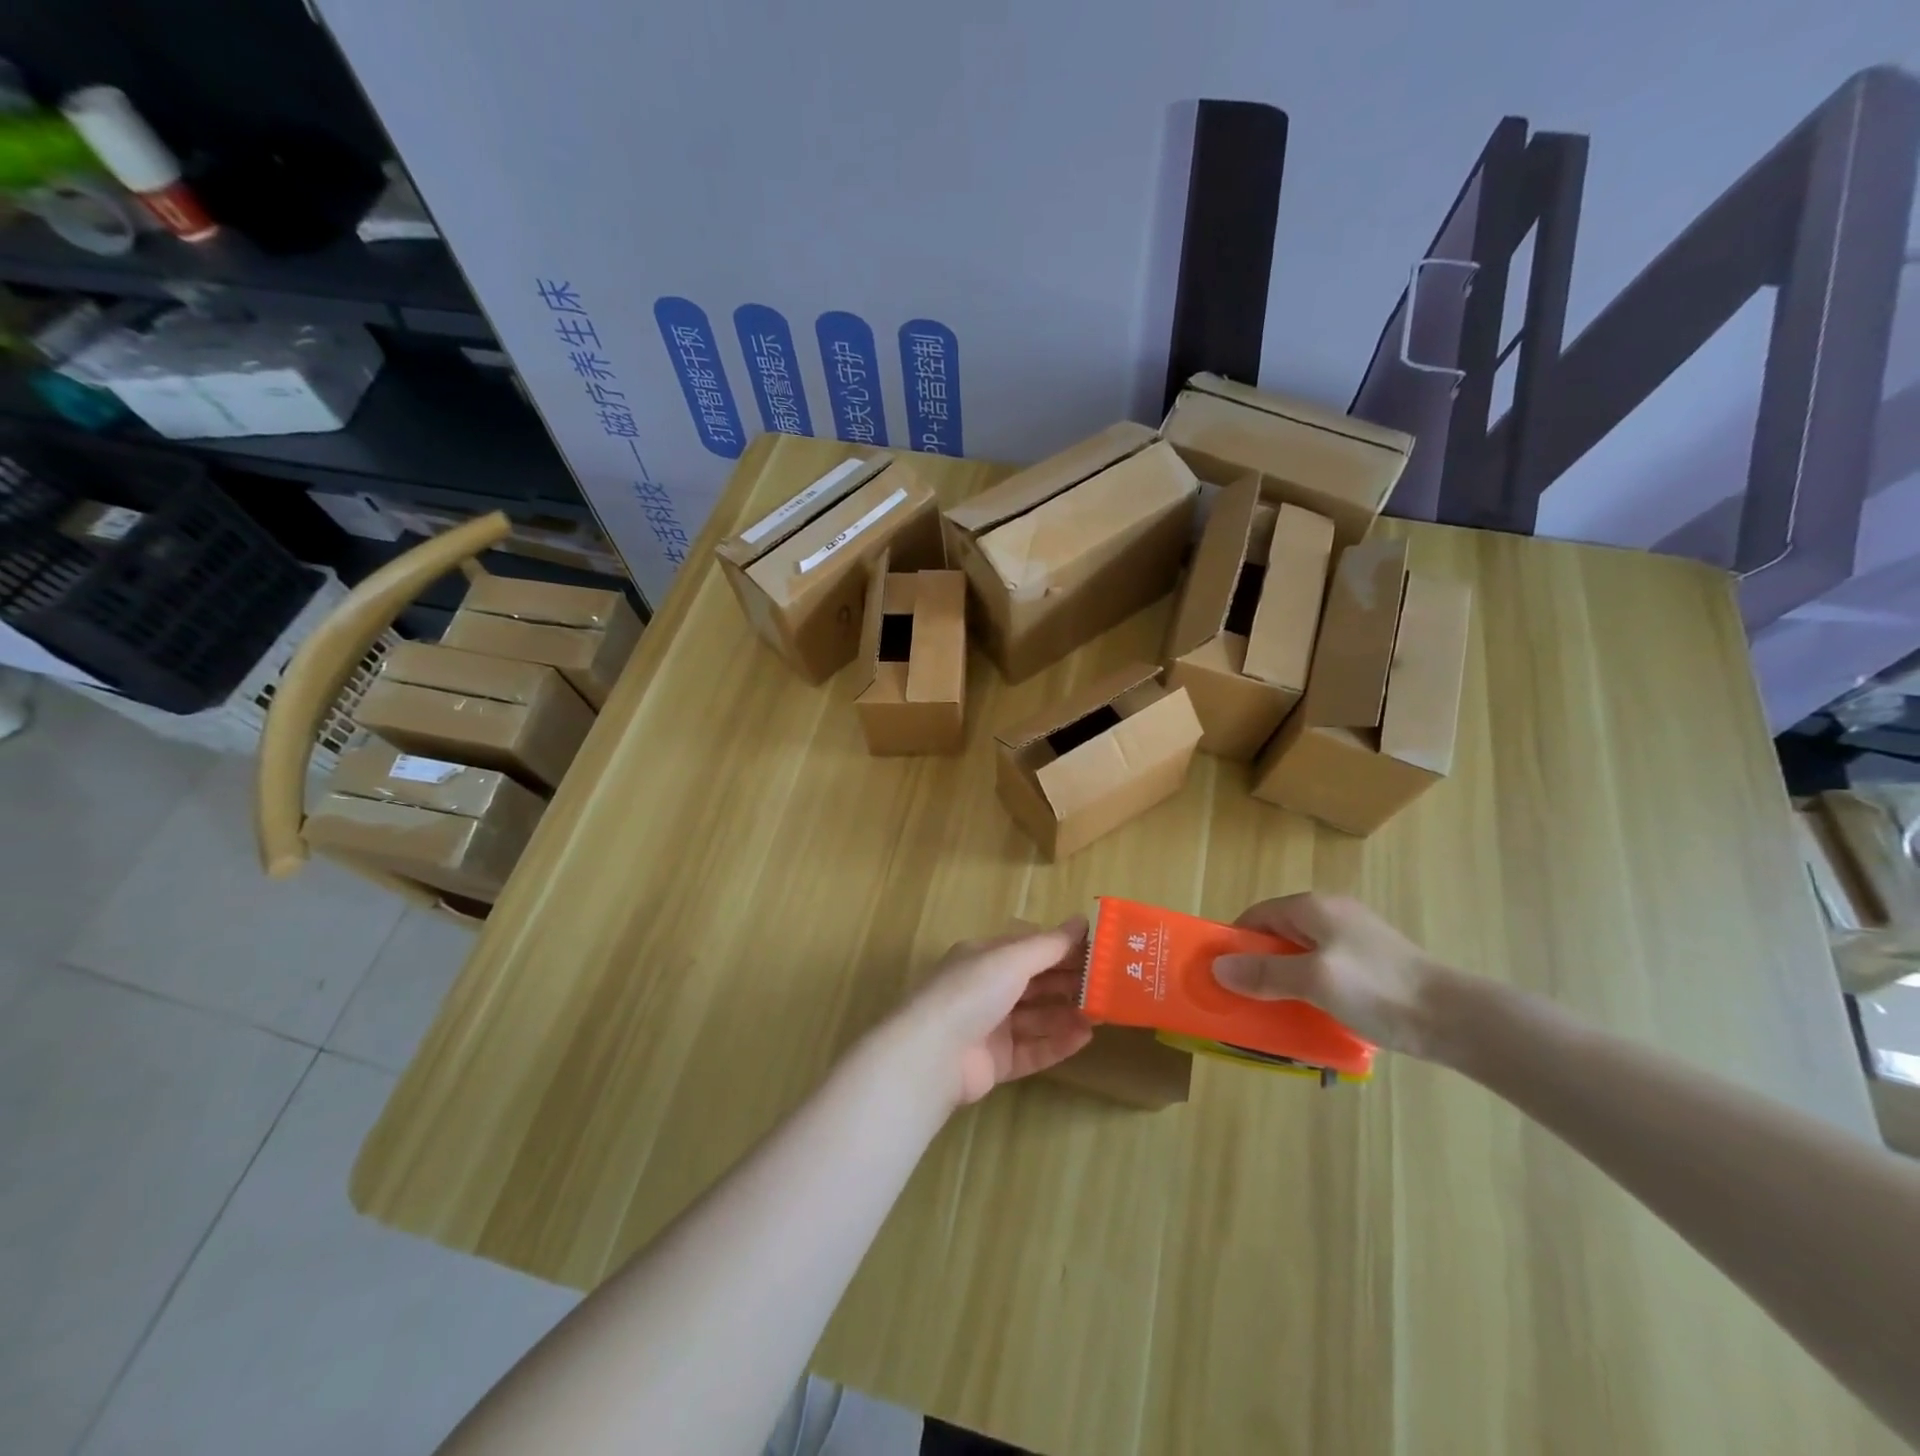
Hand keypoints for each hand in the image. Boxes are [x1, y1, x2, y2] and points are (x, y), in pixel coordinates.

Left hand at [896, 922, 1094, 1106]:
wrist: (933, 1055)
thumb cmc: (971, 993)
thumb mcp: (1011, 959)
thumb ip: (1049, 945)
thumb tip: (1082, 920)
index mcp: (984, 958)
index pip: (1029, 948)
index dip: (1063, 949)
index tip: (1099, 951)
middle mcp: (986, 989)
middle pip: (1035, 984)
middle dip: (1070, 984)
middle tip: (1109, 986)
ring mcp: (990, 1027)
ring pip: (1037, 1018)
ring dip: (1068, 1014)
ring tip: (1102, 1014)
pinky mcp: (995, 1062)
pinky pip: (1033, 1050)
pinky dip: (1058, 1043)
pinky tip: (1085, 1038)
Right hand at [1212, 893, 1456, 1059]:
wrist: (1457, 1019)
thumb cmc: (1378, 990)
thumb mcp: (1314, 980)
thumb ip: (1264, 973)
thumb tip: (1217, 967)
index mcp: (1314, 908)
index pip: (1256, 916)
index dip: (1235, 943)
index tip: (1223, 976)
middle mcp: (1332, 914)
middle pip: (1278, 935)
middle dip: (1258, 964)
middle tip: (1245, 998)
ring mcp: (1356, 937)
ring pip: (1302, 954)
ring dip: (1285, 979)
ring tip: (1276, 1010)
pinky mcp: (1373, 962)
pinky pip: (1326, 968)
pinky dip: (1311, 987)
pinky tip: (1314, 1013)